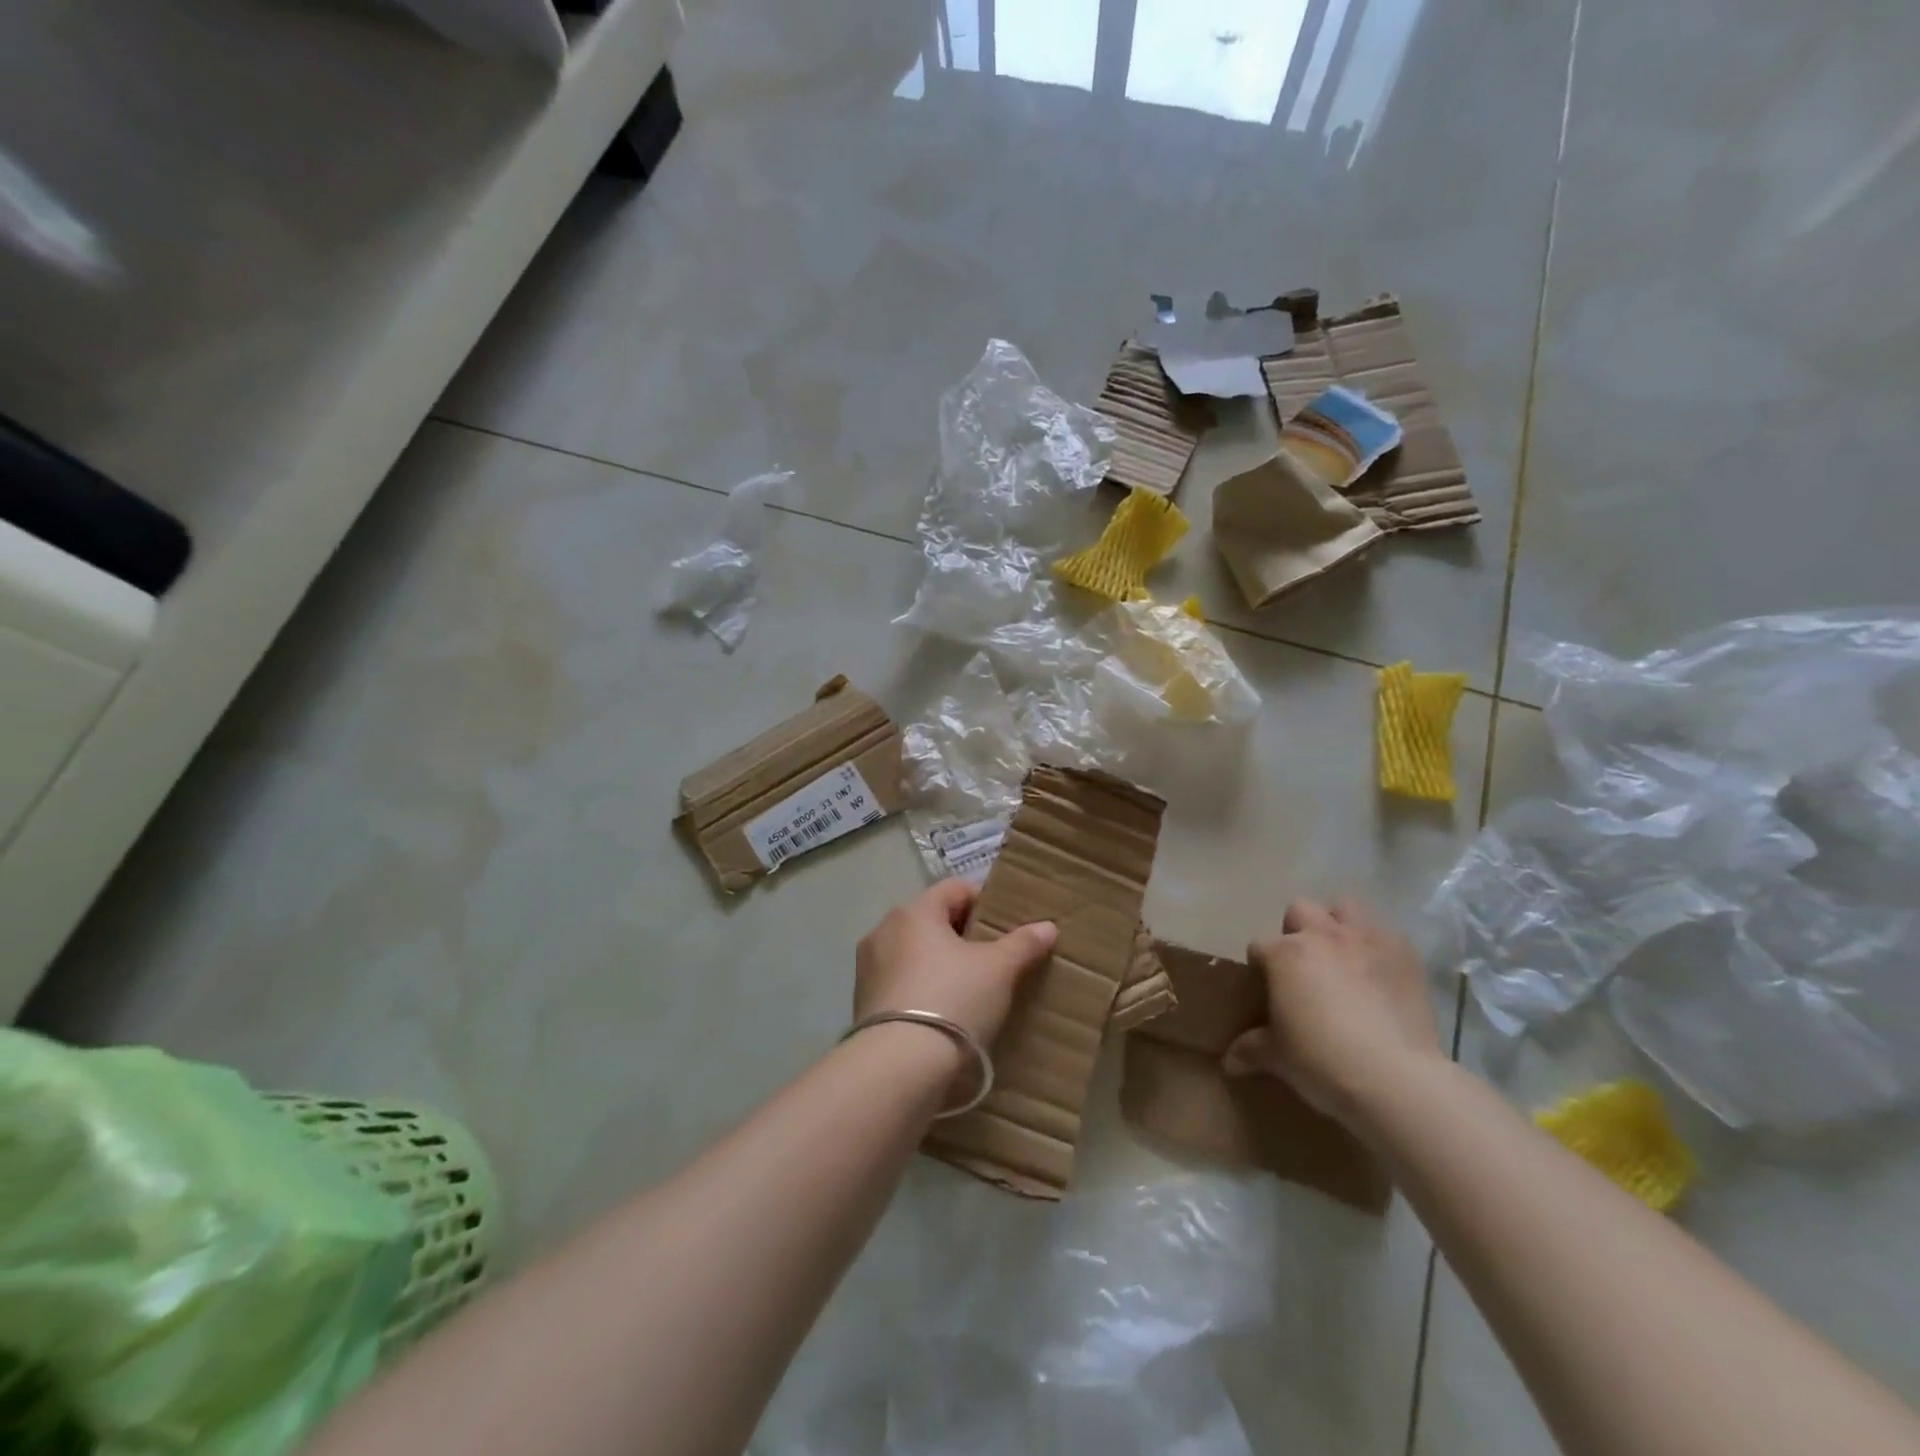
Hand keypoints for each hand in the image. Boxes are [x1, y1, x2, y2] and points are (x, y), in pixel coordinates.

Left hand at [854, 880, 1057, 1048]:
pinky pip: (901, 981)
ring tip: (970, 987)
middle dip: (963, 934)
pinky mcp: (862, 1002)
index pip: (955, 889)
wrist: (899, 1066)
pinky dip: (922, 987)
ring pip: (914, 952)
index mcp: (914, 911)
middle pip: (932, 920)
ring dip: (940, 962)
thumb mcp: (998, 970)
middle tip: (994, 956)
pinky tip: (943, 1011)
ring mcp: (869, 967)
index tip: (1007, 925)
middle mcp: (884, 930)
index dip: (985, 901)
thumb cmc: (953, 999)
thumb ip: (1022, 944)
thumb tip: (1048, 926)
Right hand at [1224, 897, 1441, 1122]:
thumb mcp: (1277, 1058)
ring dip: (1339, 925)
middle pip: (1300, 910)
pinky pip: (1386, 934)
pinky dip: (1379, 948)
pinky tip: (1380, 975)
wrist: (1396, 1078)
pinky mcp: (1405, 954)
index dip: (1260, 967)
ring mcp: (1366, 939)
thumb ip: (1250, 1049)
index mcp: (1284, 954)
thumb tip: (1229, 1062)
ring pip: (1346, 907)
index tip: (1267, 991)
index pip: (1258, 947)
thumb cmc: (1322, 1061)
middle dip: (1298, 931)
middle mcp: (1322, 935)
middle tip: (1304, 968)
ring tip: (1343, 958)